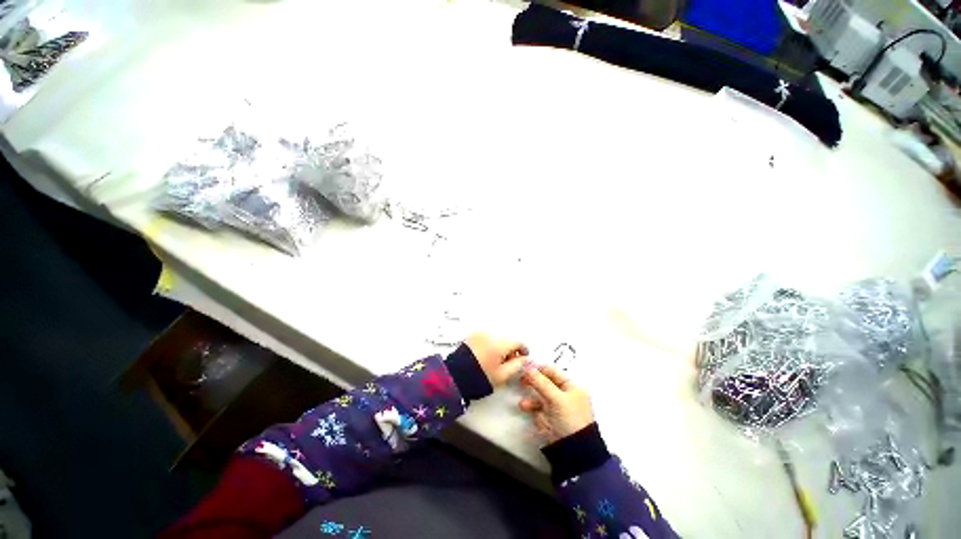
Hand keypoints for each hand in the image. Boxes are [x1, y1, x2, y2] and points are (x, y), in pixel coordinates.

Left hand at [464, 333, 528, 387]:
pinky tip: (487, 357)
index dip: (523, 351)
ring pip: (497, 338)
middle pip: (507, 339)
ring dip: (500, 347)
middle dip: (511, 350)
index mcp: (498, 344)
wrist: (454, 378)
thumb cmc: (476, 378)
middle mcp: (489, 335)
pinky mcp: (472, 336)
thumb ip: (517, 366)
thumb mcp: (502, 375)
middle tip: (509, 363)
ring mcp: (479, 334)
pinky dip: (490, 345)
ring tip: (495, 362)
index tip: (523, 357)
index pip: (517, 342)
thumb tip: (525, 360)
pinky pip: (487, 338)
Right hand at [518, 364, 593, 443]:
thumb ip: (541, 382)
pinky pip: (540, 409)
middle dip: (533, 383)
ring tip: (523, 404)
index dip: (538, 369)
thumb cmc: (570, 420)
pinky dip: (534, 410)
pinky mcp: (552, 418)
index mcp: (572, 386)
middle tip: (521, 381)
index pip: (552, 371)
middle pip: (546, 383)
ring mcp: (559, 407)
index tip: (524, 368)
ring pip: (541, 396)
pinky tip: (531, 415)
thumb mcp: (556, 398)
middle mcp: (566, 394)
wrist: (576, 452)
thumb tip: (528, 367)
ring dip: (532, 399)